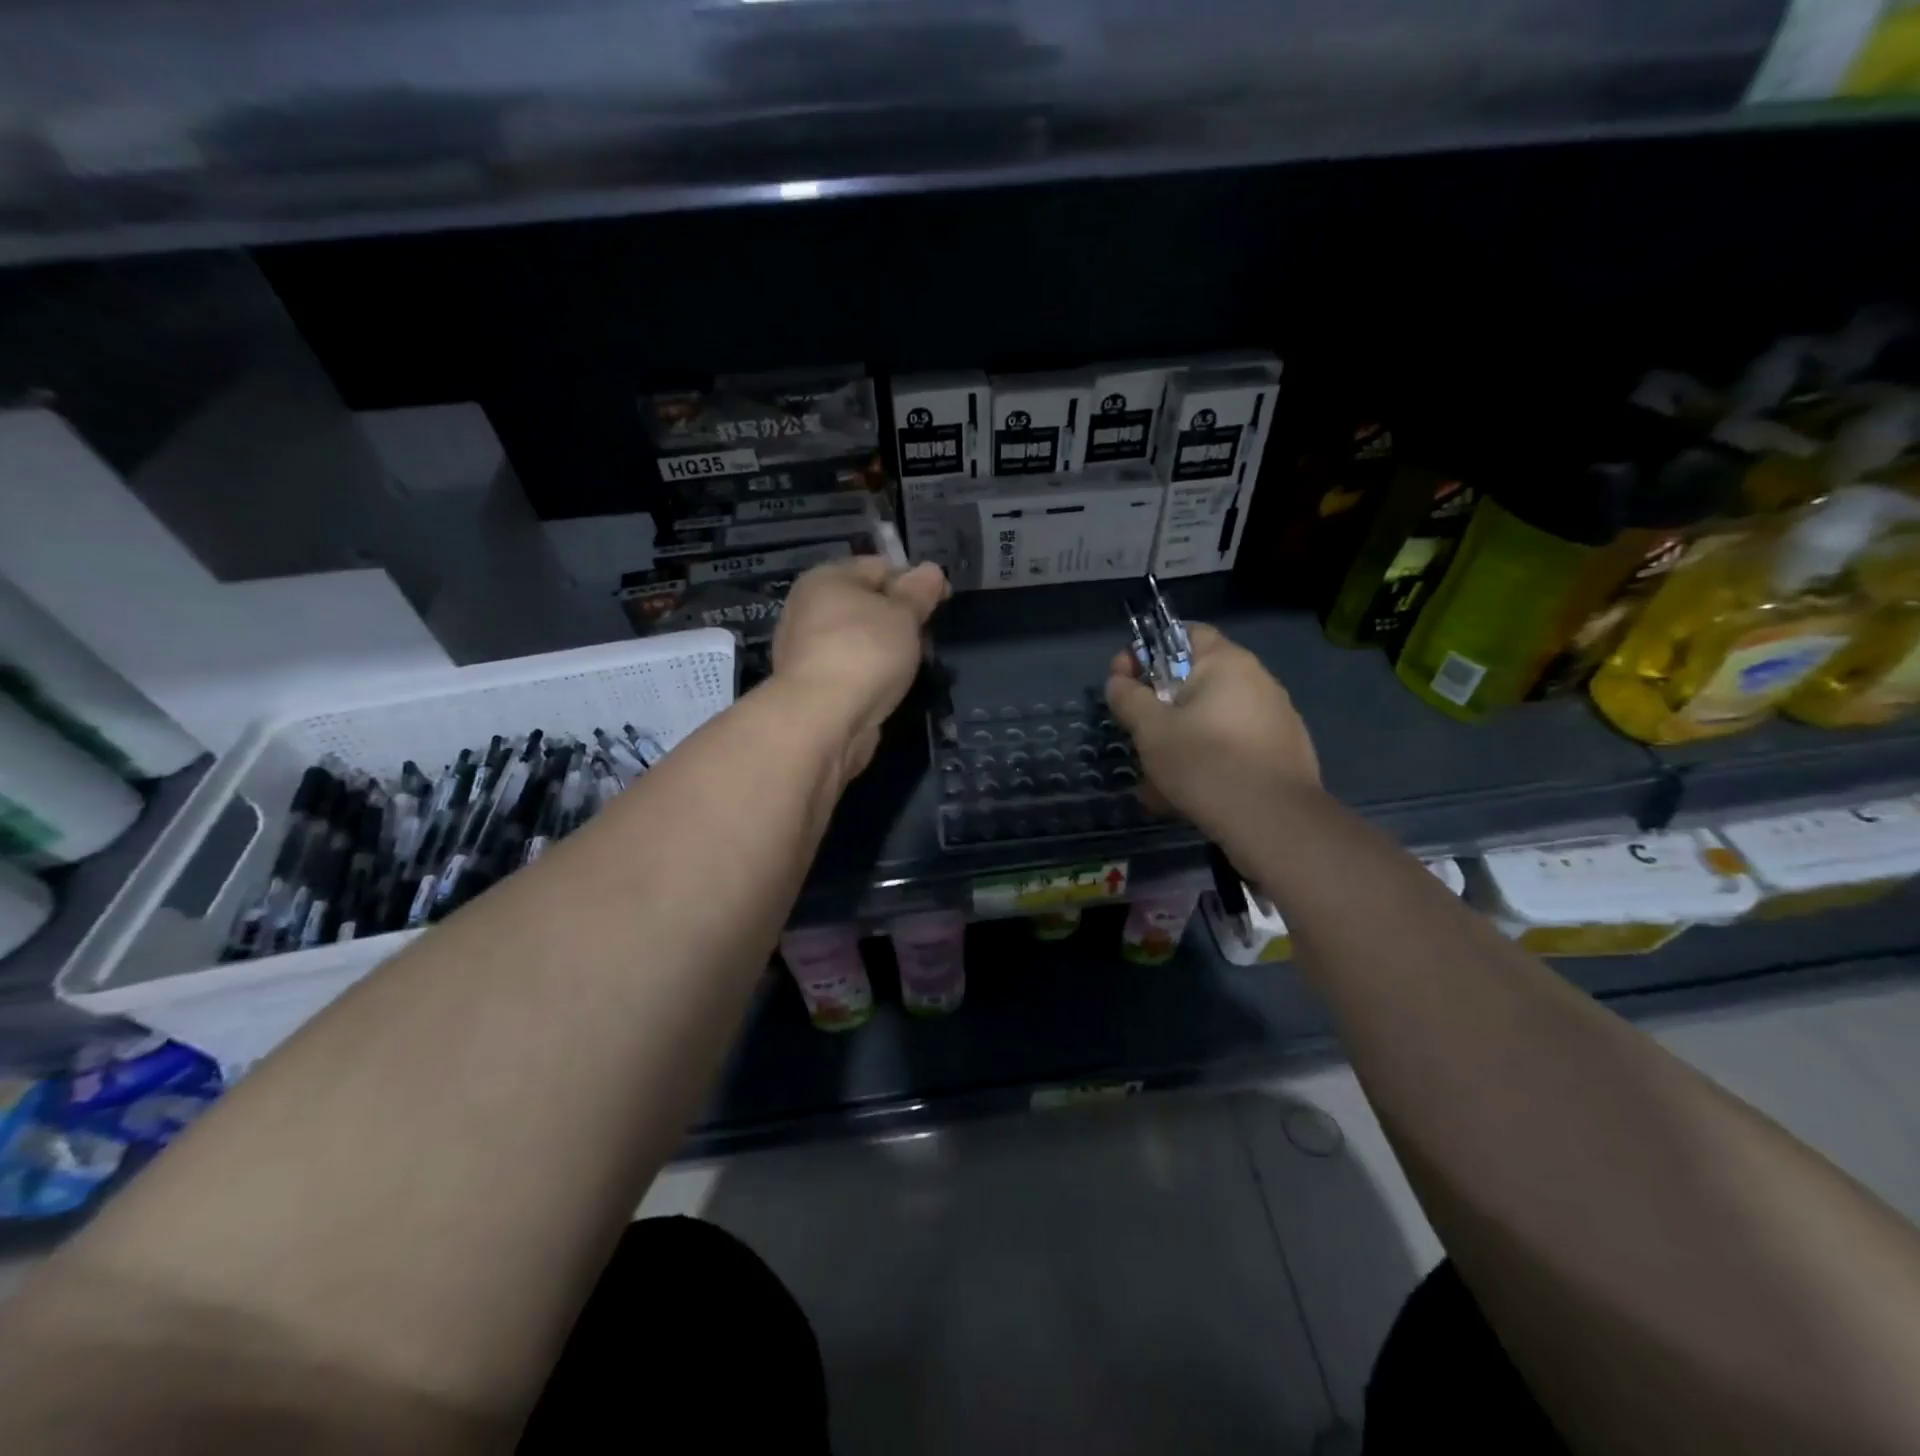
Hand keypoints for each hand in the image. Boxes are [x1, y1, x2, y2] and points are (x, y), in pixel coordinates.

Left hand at [773, 556, 948, 778]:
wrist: (822, 719)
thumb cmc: (865, 652)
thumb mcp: (903, 614)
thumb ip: (919, 591)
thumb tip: (930, 569)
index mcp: (826, 578)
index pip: (879, 566)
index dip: (914, 581)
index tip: (942, 602)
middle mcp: (808, 608)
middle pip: (866, 604)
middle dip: (900, 618)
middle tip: (927, 638)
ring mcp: (806, 649)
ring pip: (859, 639)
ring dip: (887, 649)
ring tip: (912, 666)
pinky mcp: (811, 685)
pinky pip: (851, 668)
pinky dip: (870, 674)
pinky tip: (888, 688)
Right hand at [1106, 623, 1319, 844]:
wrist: (1274, 823)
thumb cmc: (1205, 762)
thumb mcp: (1151, 730)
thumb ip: (1129, 699)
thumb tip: (1119, 681)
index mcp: (1227, 663)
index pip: (1185, 633)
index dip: (1148, 651)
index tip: (1124, 681)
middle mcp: (1257, 682)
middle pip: (1196, 682)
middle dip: (1160, 706)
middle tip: (1137, 735)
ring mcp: (1275, 719)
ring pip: (1210, 722)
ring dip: (1179, 741)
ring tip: (1155, 780)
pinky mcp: (1282, 755)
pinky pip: (1232, 749)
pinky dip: (1207, 763)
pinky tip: (1186, 796)